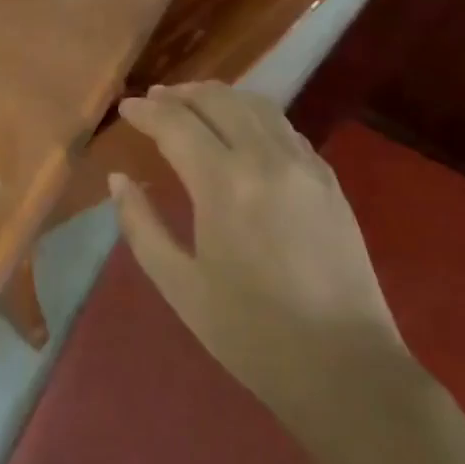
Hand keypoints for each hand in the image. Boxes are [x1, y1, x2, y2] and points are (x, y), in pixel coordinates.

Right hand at [114, 83, 406, 432]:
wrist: (346, 369)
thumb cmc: (252, 334)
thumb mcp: (180, 286)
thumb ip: (141, 225)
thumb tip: (118, 179)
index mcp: (224, 184)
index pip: (176, 124)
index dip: (146, 112)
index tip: (125, 109)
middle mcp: (266, 159)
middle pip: (217, 100)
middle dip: (180, 94)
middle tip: (154, 100)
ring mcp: (304, 165)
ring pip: (255, 105)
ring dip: (218, 96)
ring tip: (192, 104)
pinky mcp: (328, 179)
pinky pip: (284, 127)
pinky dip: (253, 115)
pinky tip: (241, 130)